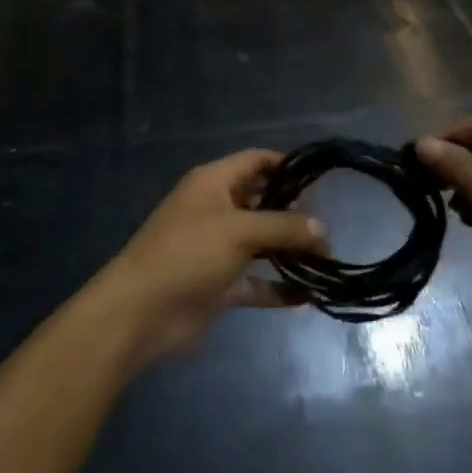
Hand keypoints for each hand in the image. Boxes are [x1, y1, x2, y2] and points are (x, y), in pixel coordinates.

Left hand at [98, 150, 328, 362]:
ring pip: (261, 243)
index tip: (322, 178)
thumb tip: (323, 229)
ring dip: (289, 251)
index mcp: (214, 182)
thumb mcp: (239, 231)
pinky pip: (255, 281)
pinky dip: (277, 287)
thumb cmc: (188, 253)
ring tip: (328, 260)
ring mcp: (217, 248)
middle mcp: (216, 208)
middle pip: (262, 201)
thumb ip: (283, 227)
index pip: (256, 161)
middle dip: (294, 212)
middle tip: (331, 225)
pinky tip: (308, 296)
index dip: (287, 165)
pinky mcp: (218, 284)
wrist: (140, 312)